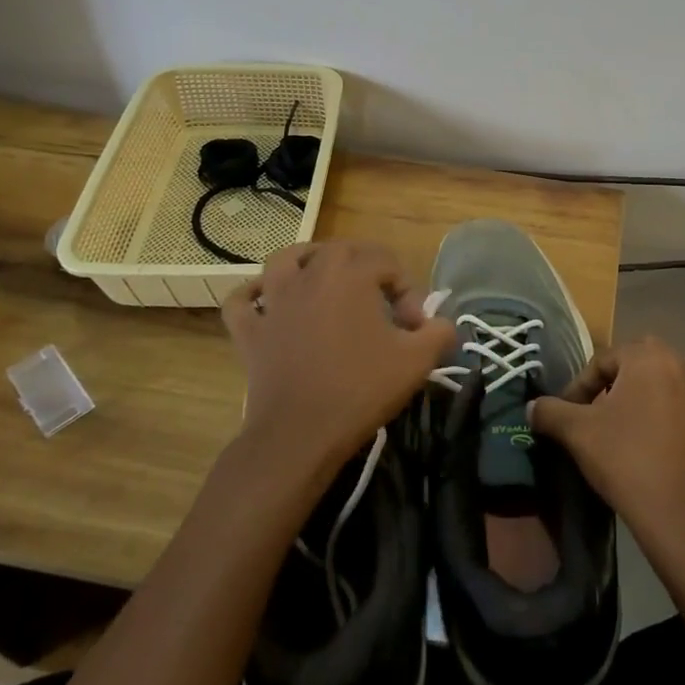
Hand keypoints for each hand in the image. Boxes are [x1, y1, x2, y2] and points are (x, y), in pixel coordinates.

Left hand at [222, 241, 453, 485]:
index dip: (408, 290)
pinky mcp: (250, 330)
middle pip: (339, 250)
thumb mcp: (418, 361)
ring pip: (285, 260)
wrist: (301, 433)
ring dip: (305, 261)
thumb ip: (440, 332)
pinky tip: (266, 303)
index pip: (387, 262)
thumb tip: (442, 324)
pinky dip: (253, 296)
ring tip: (322, 278)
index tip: (414, 327)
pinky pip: (242, 301)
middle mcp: (311, 276)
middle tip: (380, 300)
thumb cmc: (362, 390)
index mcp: (352, 275)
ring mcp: (274, 301)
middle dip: (364, 266)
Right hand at [529, 337, 684, 548]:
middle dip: (626, 373)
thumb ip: (551, 412)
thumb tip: (532, 407)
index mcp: (647, 359)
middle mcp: (683, 368)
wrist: (676, 513)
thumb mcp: (576, 433)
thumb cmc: (624, 459)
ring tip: (663, 396)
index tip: (568, 411)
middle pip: (650, 355)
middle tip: (606, 405)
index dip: (581, 384)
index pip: (605, 359)